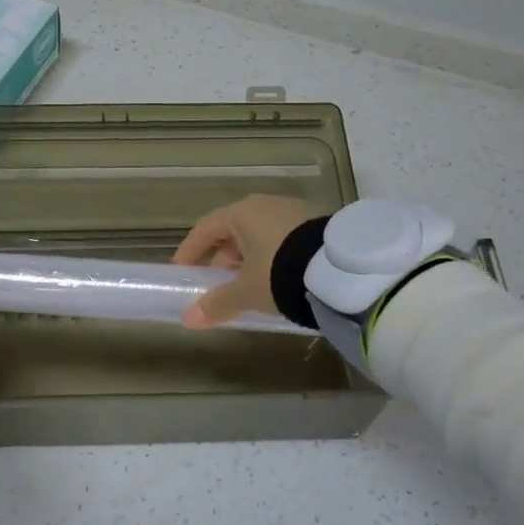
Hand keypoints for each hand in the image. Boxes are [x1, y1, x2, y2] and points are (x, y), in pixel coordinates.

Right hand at [172, 195, 322, 328]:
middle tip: (218, 284)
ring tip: (249, 287)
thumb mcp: (246, 292)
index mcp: (242, 213)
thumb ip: (216, 303)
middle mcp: (266, 204)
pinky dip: (272, 256)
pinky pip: (283, 238)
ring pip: (260, 234)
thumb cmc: (280, 273)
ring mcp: (294, 211)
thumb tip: (188, 320)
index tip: (182, 270)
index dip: (191, 250)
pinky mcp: (317, 223)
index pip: (206, 228)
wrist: (341, 270)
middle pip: (233, 230)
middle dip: (223, 258)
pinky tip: (278, 280)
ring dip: (249, 258)